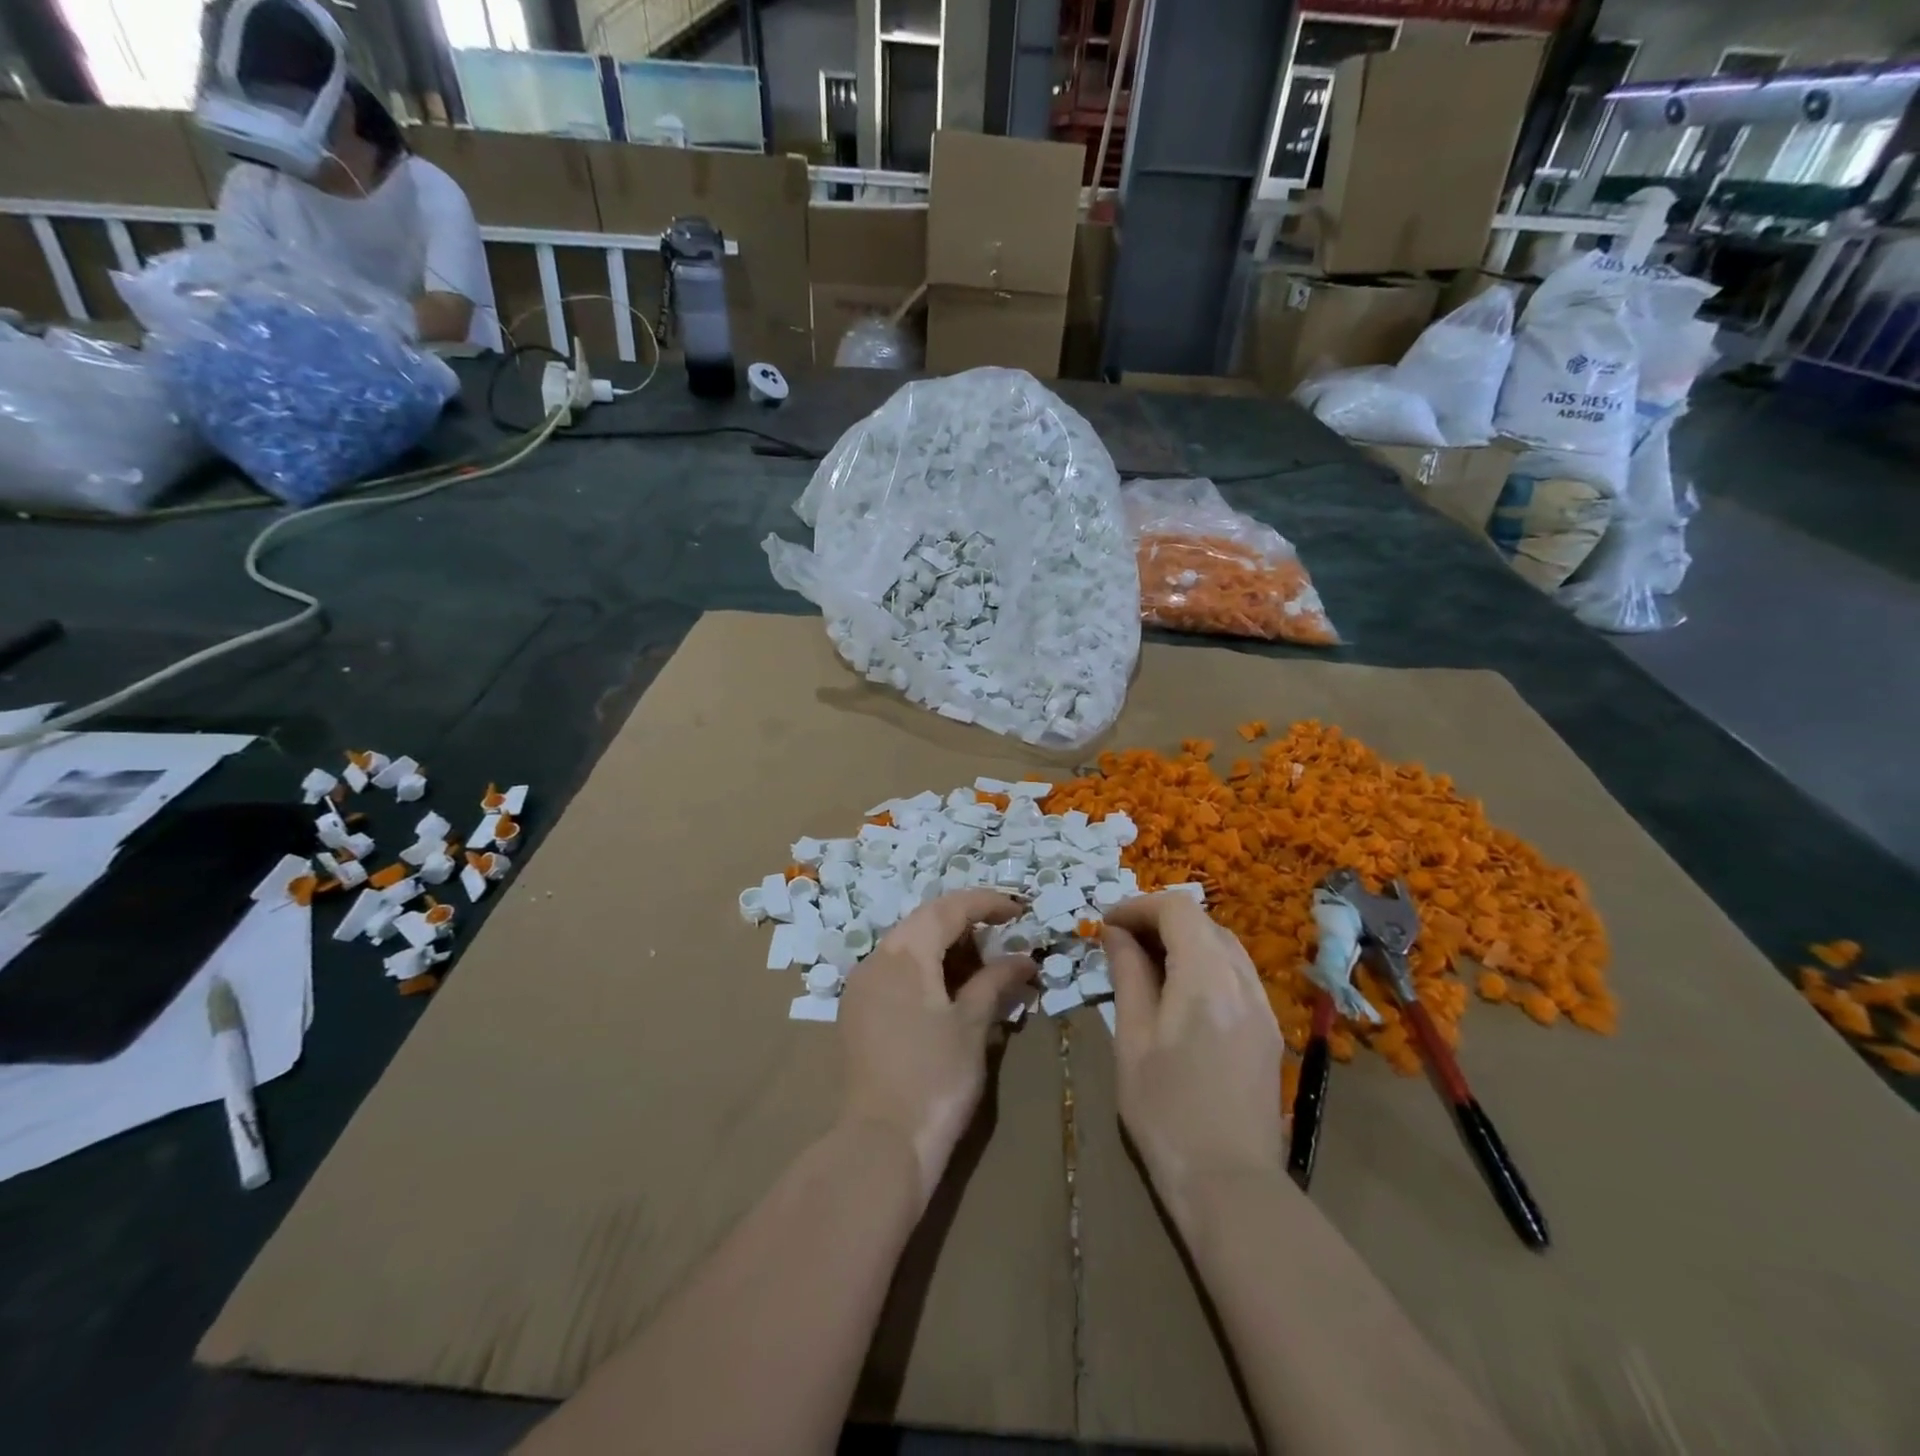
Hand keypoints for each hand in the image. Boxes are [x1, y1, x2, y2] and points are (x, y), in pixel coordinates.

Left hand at [837, 890, 1037, 1203]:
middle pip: (925, 922)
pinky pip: (895, 972)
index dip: (986, 903)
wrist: (881, 1144)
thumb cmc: (935, 1078)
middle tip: (1004, 938)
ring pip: (908, 947)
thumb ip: (995, 981)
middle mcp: (876, 959)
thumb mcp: (973, 1025)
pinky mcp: (857, 1012)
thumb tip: (1023, 958)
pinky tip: (949, 992)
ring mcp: (861, 986)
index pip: (948, 909)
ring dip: (946, 948)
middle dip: (967, 924)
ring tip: (983, 967)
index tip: (1020, 910)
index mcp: (904, 954)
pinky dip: (926, 970)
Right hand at [1104, 894, 1284, 1226]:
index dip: (1138, 906)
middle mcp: (1243, 981)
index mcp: (1206, 978)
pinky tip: (1181, 993)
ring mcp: (1263, 1006)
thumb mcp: (1132, 1038)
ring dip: (1184, 940)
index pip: (1177, 909)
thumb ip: (1128, 975)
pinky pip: (1237, 974)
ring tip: (1147, 964)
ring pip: (1223, 945)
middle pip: (1203, 922)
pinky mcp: (1269, 1031)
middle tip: (1121, 942)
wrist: (1230, 1184)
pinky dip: (1205, 964)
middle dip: (1159, 920)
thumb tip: (1116, 933)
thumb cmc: (1165, 1110)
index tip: (1107, 924)